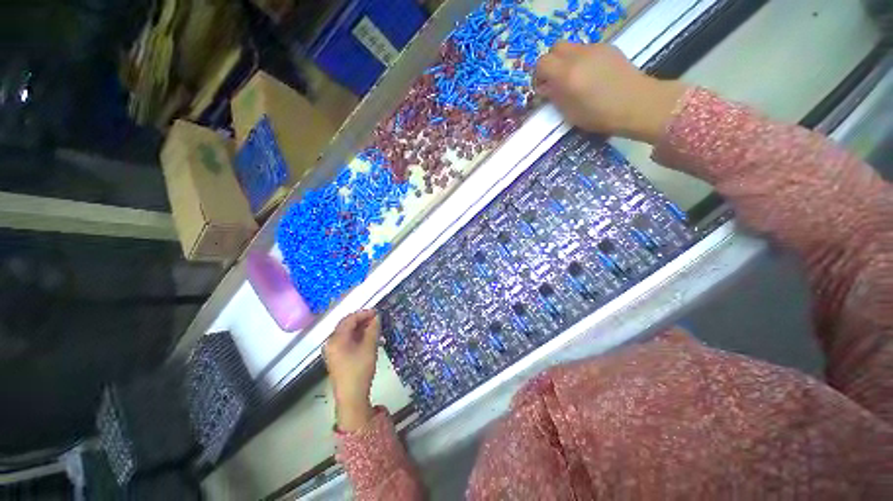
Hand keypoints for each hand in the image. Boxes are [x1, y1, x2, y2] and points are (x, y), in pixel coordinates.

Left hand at [324, 310, 379, 431]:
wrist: (351, 397)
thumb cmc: (359, 370)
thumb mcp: (369, 347)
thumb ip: (373, 329)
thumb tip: (377, 317)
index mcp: (336, 339)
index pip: (349, 319)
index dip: (364, 313)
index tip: (377, 313)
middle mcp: (331, 342)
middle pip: (346, 325)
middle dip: (362, 320)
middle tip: (377, 319)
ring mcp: (333, 351)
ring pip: (347, 333)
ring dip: (361, 328)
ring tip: (375, 328)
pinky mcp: (337, 358)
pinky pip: (347, 341)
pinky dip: (357, 336)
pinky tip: (368, 338)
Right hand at [535, 42, 688, 143]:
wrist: (637, 104)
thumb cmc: (600, 115)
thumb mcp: (570, 113)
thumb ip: (555, 97)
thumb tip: (546, 88)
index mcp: (567, 74)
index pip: (542, 63)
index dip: (539, 75)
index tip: (543, 88)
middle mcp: (579, 56)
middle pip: (556, 48)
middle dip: (552, 63)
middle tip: (556, 81)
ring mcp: (595, 48)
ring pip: (572, 47)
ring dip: (567, 61)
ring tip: (575, 79)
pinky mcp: (608, 47)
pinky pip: (587, 49)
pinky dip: (582, 60)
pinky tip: (592, 75)